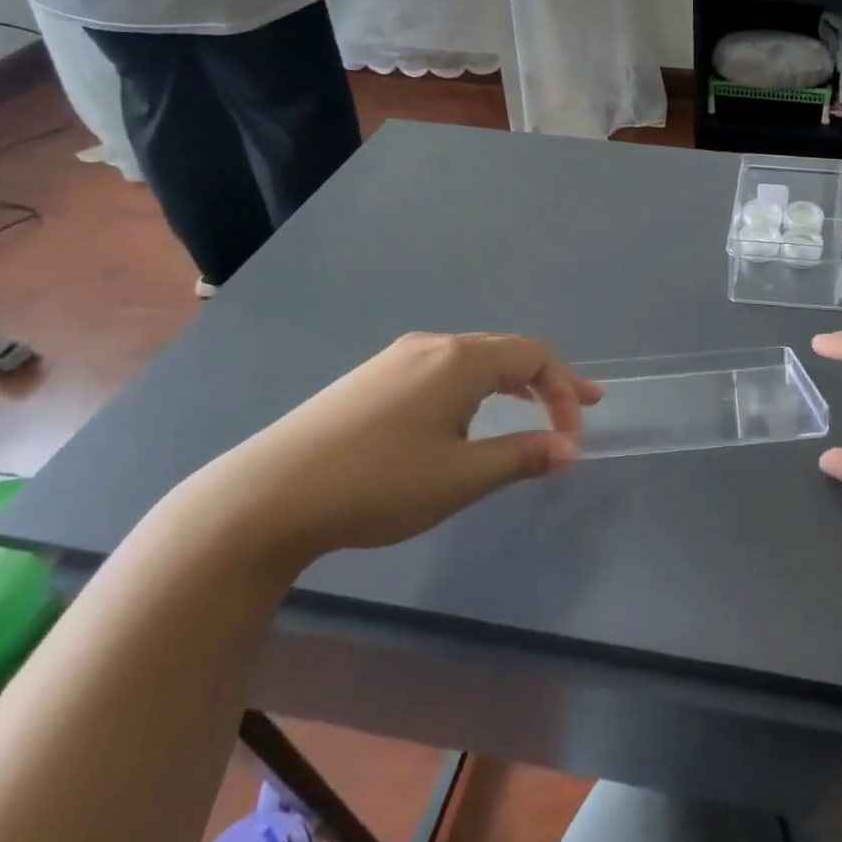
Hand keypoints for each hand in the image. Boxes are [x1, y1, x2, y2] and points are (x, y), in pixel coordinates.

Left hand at [203, 334, 601, 568]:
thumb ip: (522, 456)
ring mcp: (396, 358)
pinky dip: (475, 388)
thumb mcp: (462, 477)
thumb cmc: (379, 483)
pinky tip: (464, 419)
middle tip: (574, 412)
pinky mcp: (372, 378)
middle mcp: (432, 345)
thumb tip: (569, 451)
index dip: (566, 392)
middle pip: (506, 351)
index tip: (574, 438)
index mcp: (460, 360)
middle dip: (546, 382)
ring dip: (510, 384)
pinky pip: (442, 370)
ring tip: (527, 413)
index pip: (535, 358)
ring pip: (473, 360)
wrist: (268, 495)